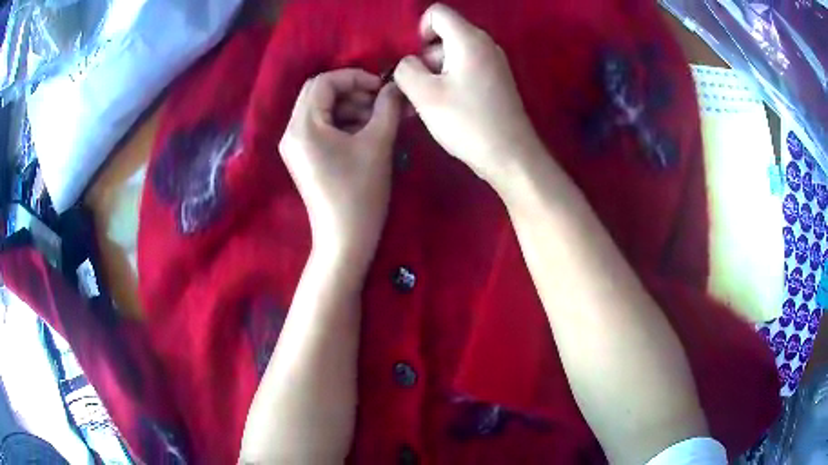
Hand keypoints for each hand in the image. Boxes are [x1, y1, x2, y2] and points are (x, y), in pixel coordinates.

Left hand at [279, 69, 400, 262]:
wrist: (345, 239)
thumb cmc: (360, 193)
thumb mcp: (378, 144)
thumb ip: (388, 107)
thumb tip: (396, 86)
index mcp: (304, 125)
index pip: (324, 82)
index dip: (355, 77)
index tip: (382, 88)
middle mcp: (292, 131)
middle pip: (319, 94)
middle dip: (353, 92)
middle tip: (381, 103)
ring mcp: (295, 146)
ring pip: (322, 110)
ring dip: (350, 107)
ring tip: (379, 120)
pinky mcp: (304, 157)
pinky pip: (321, 128)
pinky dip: (343, 123)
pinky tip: (366, 133)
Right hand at [393, 3, 543, 188]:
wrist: (511, 156)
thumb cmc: (467, 122)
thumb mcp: (424, 95)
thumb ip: (405, 70)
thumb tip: (409, 63)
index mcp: (469, 39)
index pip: (438, 13)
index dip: (419, 30)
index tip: (417, 60)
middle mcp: (485, 44)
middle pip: (444, 36)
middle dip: (425, 58)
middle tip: (418, 90)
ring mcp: (494, 63)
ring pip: (453, 55)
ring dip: (435, 74)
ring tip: (428, 105)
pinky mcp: (497, 81)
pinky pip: (466, 70)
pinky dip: (451, 82)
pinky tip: (445, 108)